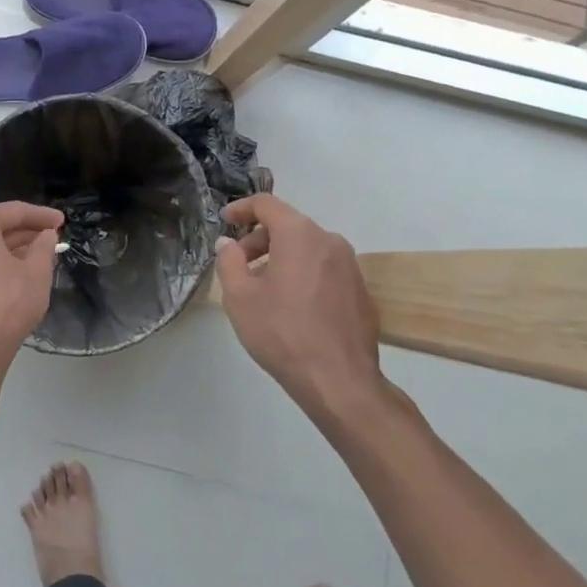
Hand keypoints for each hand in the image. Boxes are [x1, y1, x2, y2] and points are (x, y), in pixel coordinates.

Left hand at [0, 201, 64, 377]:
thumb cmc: (7, 303)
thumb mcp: (36, 271)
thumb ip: (43, 246)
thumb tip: (46, 234)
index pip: (13, 212)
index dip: (41, 216)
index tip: (62, 221)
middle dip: (25, 232)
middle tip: (52, 237)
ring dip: (11, 249)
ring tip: (39, 255)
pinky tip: (16, 274)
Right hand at [215, 195, 383, 418]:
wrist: (340, 382)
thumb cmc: (283, 333)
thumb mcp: (240, 297)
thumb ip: (229, 261)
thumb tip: (228, 243)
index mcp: (299, 235)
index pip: (267, 204)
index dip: (241, 209)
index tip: (225, 221)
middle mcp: (329, 241)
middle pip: (288, 226)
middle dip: (259, 240)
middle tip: (239, 265)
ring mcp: (350, 266)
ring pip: (307, 249)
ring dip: (281, 258)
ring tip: (263, 289)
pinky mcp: (361, 291)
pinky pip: (324, 270)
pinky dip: (303, 275)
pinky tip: (292, 308)